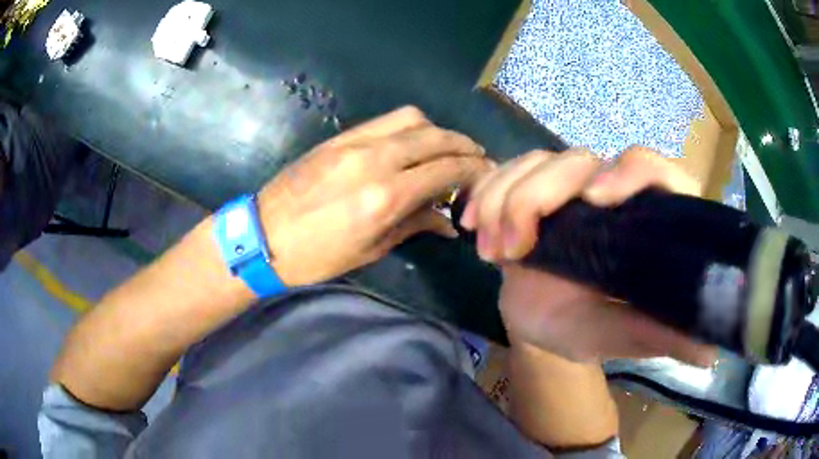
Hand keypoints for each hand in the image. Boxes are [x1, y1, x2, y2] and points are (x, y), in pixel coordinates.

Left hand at [258, 106, 490, 285]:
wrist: (263, 236)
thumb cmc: (316, 256)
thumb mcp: (369, 249)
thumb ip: (413, 226)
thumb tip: (448, 221)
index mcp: (384, 197)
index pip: (445, 170)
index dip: (473, 170)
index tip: (486, 174)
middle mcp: (375, 160)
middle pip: (435, 137)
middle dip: (463, 145)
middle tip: (477, 158)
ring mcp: (354, 143)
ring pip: (412, 119)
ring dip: (437, 130)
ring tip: (446, 148)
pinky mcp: (339, 137)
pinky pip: (384, 121)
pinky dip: (409, 127)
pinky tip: (413, 143)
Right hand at [460, 146, 716, 364]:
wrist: (539, 322)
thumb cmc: (587, 328)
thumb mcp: (624, 334)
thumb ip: (663, 336)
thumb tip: (710, 350)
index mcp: (646, 218)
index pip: (655, 171)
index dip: (632, 171)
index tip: (595, 199)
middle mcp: (611, 191)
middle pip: (579, 159)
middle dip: (538, 196)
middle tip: (512, 249)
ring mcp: (568, 186)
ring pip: (536, 161)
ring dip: (504, 199)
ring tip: (492, 251)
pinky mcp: (531, 188)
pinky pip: (505, 170)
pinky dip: (485, 192)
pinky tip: (473, 226)